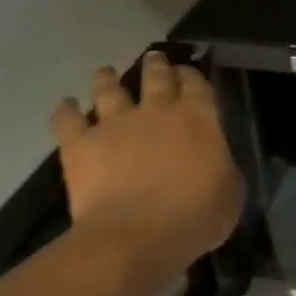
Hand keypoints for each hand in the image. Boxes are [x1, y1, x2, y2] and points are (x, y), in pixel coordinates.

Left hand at [51, 52, 243, 274]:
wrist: (135, 237)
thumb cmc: (194, 217)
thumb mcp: (230, 193)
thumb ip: (223, 168)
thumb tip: (216, 162)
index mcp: (198, 118)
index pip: (196, 83)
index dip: (192, 75)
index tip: (188, 74)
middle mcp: (157, 110)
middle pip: (156, 76)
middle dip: (156, 65)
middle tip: (154, 59)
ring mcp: (115, 124)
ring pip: (109, 88)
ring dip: (108, 78)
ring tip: (106, 72)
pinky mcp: (81, 145)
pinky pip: (68, 120)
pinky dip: (66, 111)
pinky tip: (66, 106)